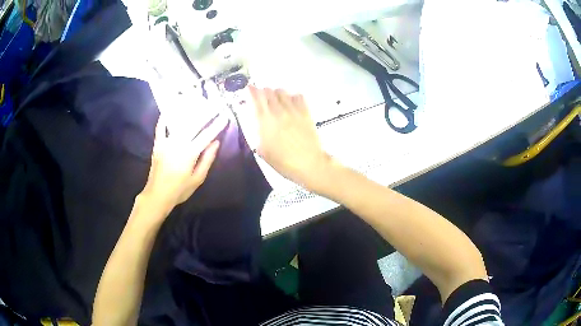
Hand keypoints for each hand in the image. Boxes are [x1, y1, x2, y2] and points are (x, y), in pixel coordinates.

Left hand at [141, 114, 227, 213]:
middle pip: (194, 124)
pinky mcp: (158, 144)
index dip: (217, 125)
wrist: (157, 195)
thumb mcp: (198, 179)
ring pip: (179, 122)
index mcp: (190, 153)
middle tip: (215, 105)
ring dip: (189, 111)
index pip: (206, 136)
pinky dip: (164, 117)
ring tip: (196, 102)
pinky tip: (169, 109)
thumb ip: (207, 160)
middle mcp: (178, 143)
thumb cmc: (180, 190)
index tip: (225, 116)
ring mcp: (166, 142)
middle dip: (206, 113)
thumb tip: (216, 143)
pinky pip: (160, 127)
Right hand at [250, 86, 333, 190]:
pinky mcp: (306, 112)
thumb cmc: (283, 162)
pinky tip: (291, 104)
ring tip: (276, 101)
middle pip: (268, 91)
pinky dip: (292, 97)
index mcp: (264, 121)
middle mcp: (278, 111)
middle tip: (262, 98)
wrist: (308, 164)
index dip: (250, 91)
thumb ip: (257, 133)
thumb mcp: (262, 151)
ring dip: (276, 94)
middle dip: (263, 92)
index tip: (249, 89)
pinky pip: (298, 96)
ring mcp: (293, 110)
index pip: (255, 98)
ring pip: (282, 91)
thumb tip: (257, 123)